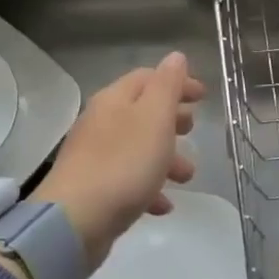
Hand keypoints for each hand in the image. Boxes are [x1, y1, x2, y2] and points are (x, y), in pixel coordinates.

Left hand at [29, 52, 204, 270]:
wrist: (75, 221)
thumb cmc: (124, 164)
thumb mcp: (155, 118)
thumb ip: (167, 86)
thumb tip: (175, 57)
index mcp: (115, 99)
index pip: (148, 78)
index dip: (177, 83)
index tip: (203, 97)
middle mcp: (101, 122)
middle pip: (142, 112)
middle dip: (171, 119)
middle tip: (192, 130)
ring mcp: (94, 156)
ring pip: (137, 147)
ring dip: (165, 157)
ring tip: (186, 176)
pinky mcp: (93, 188)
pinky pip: (127, 180)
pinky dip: (148, 187)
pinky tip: (163, 205)